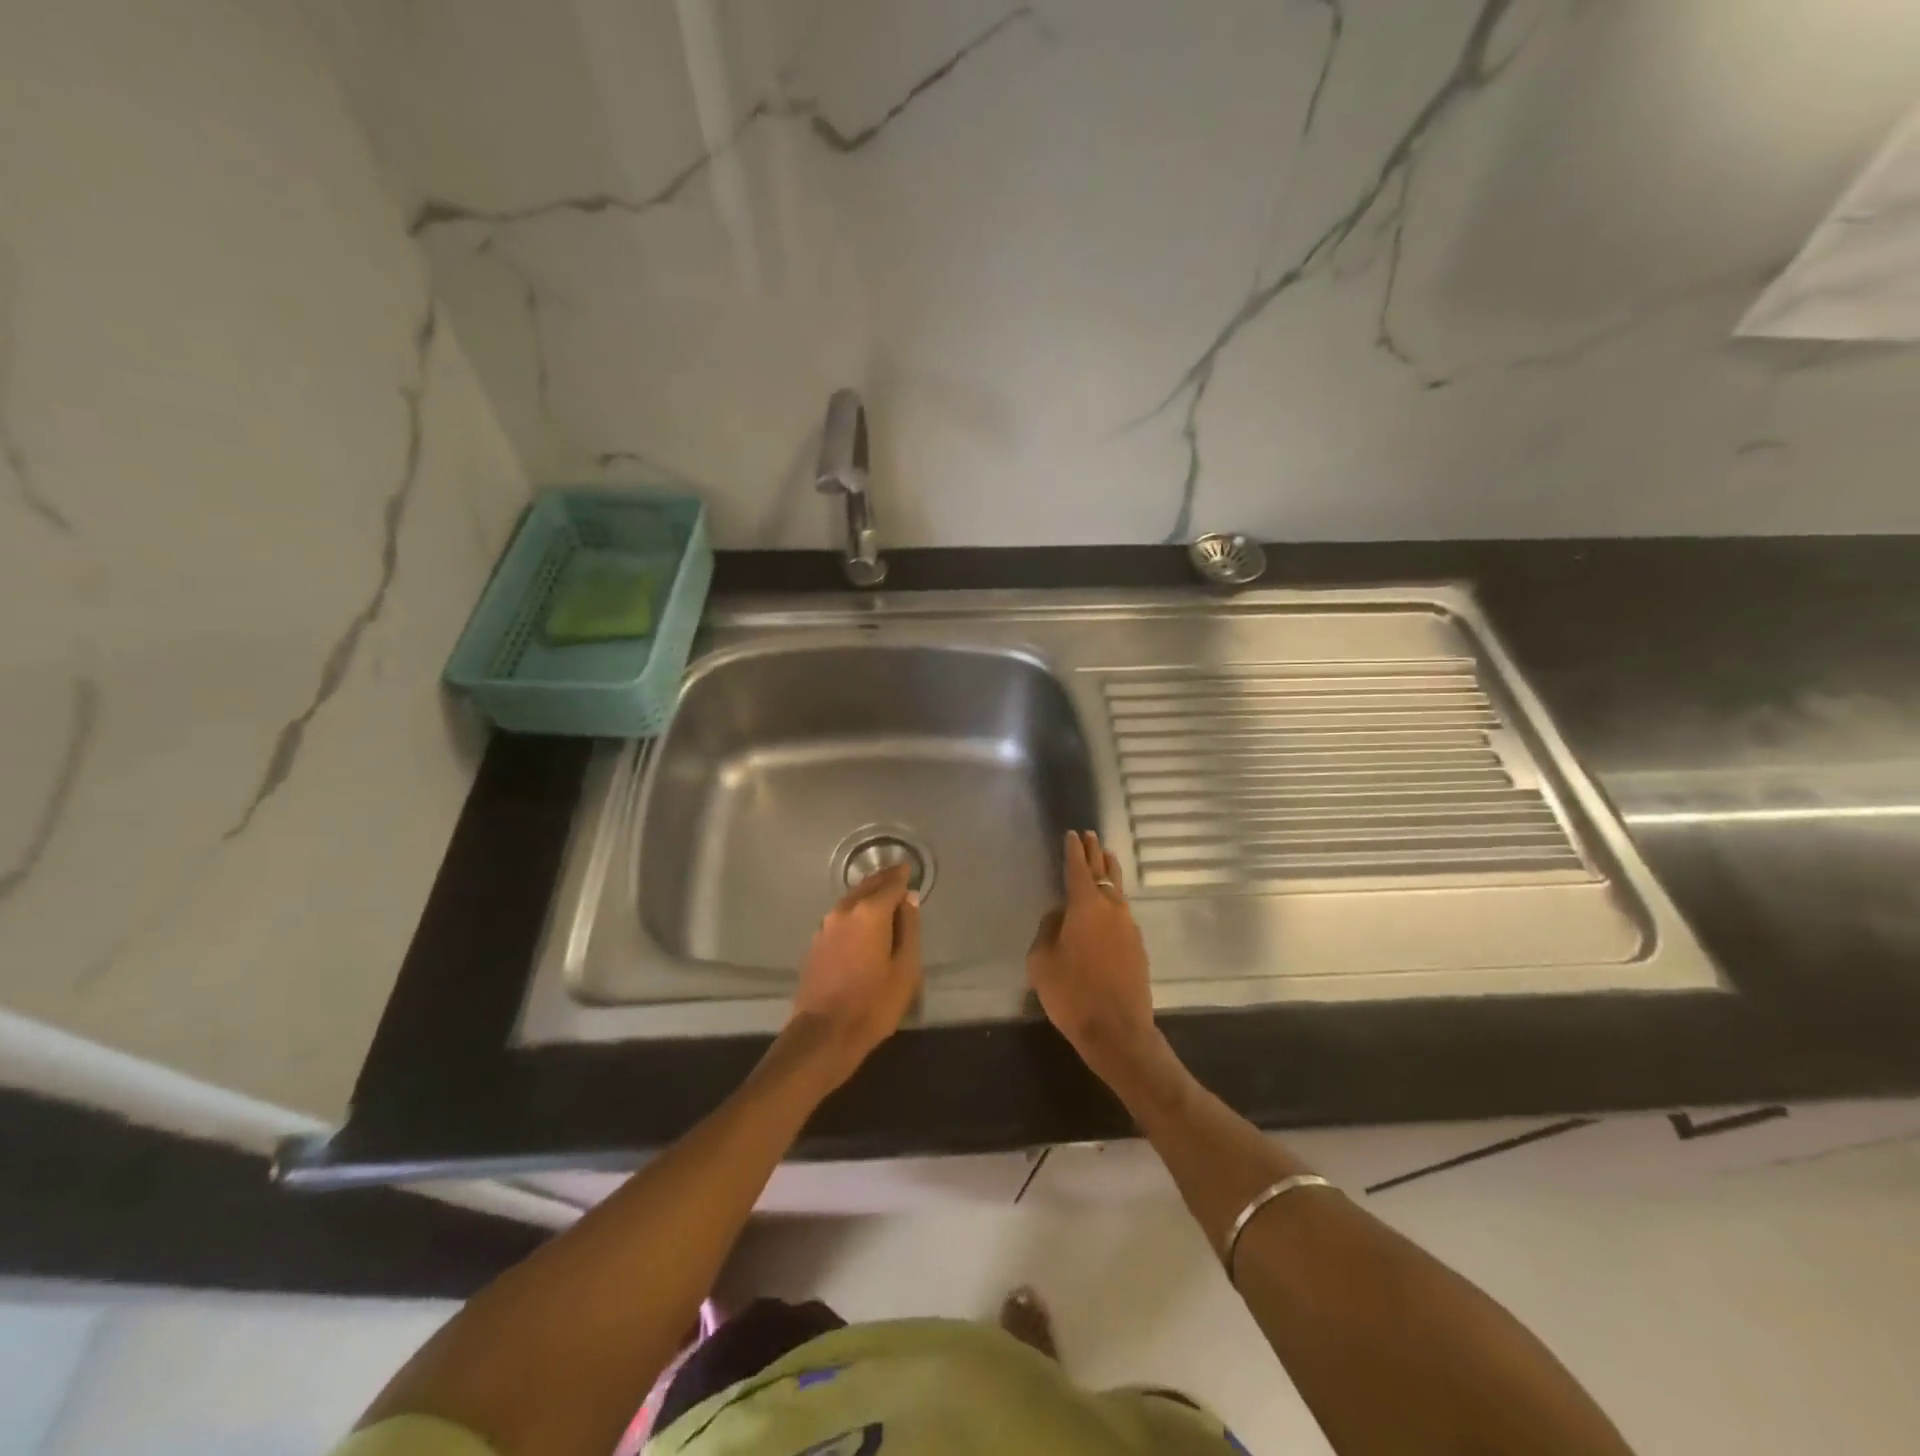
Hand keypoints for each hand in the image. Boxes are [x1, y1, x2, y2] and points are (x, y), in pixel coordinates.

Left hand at [788, 863, 922, 1090]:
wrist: (824, 1034)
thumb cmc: (873, 1003)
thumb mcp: (905, 968)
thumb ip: (909, 929)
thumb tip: (909, 899)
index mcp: (869, 912)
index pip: (890, 884)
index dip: (902, 876)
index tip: (909, 870)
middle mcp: (844, 911)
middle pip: (867, 886)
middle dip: (883, 879)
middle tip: (897, 874)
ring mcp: (826, 926)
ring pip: (851, 899)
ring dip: (867, 893)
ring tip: (882, 894)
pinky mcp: (816, 942)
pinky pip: (841, 915)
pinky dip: (854, 910)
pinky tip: (862, 920)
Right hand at [1027, 830, 1158, 1079]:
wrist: (1118, 1031)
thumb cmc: (1072, 993)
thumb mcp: (1041, 961)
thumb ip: (1048, 930)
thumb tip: (1060, 916)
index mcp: (1085, 906)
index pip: (1078, 868)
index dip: (1074, 850)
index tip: (1072, 834)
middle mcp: (1111, 908)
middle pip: (1103, 872)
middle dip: (1095, 853)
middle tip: (1090, 836)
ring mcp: (1129, 927)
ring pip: (1117, 891)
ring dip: (1108, 873)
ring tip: (1105, 859)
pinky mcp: (1138, 947)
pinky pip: (1122, 913)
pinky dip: (1113, 901)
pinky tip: (1108, 906)